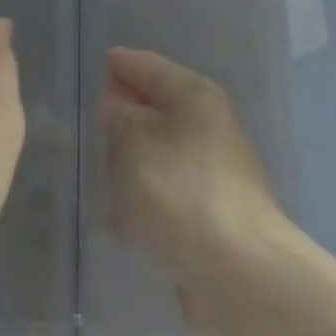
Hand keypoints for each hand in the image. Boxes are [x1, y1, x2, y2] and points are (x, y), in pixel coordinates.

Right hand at [101, 45, 284, 335]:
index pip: (151, 67)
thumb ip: (118, 116)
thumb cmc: (180, 191)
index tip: (102, 63)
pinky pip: (166, 197)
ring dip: (132, 163)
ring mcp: (212, 175)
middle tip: (98, 121)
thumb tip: (116, 106)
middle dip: (127, 117)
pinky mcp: (209, 217)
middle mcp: (208, 129)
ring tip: (104, 173)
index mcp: (195, 98)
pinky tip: (121, 220)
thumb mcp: (134, 142)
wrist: (238, 273)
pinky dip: (145, 202)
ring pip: (160, 156)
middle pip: (158, 111)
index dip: (124, 64)